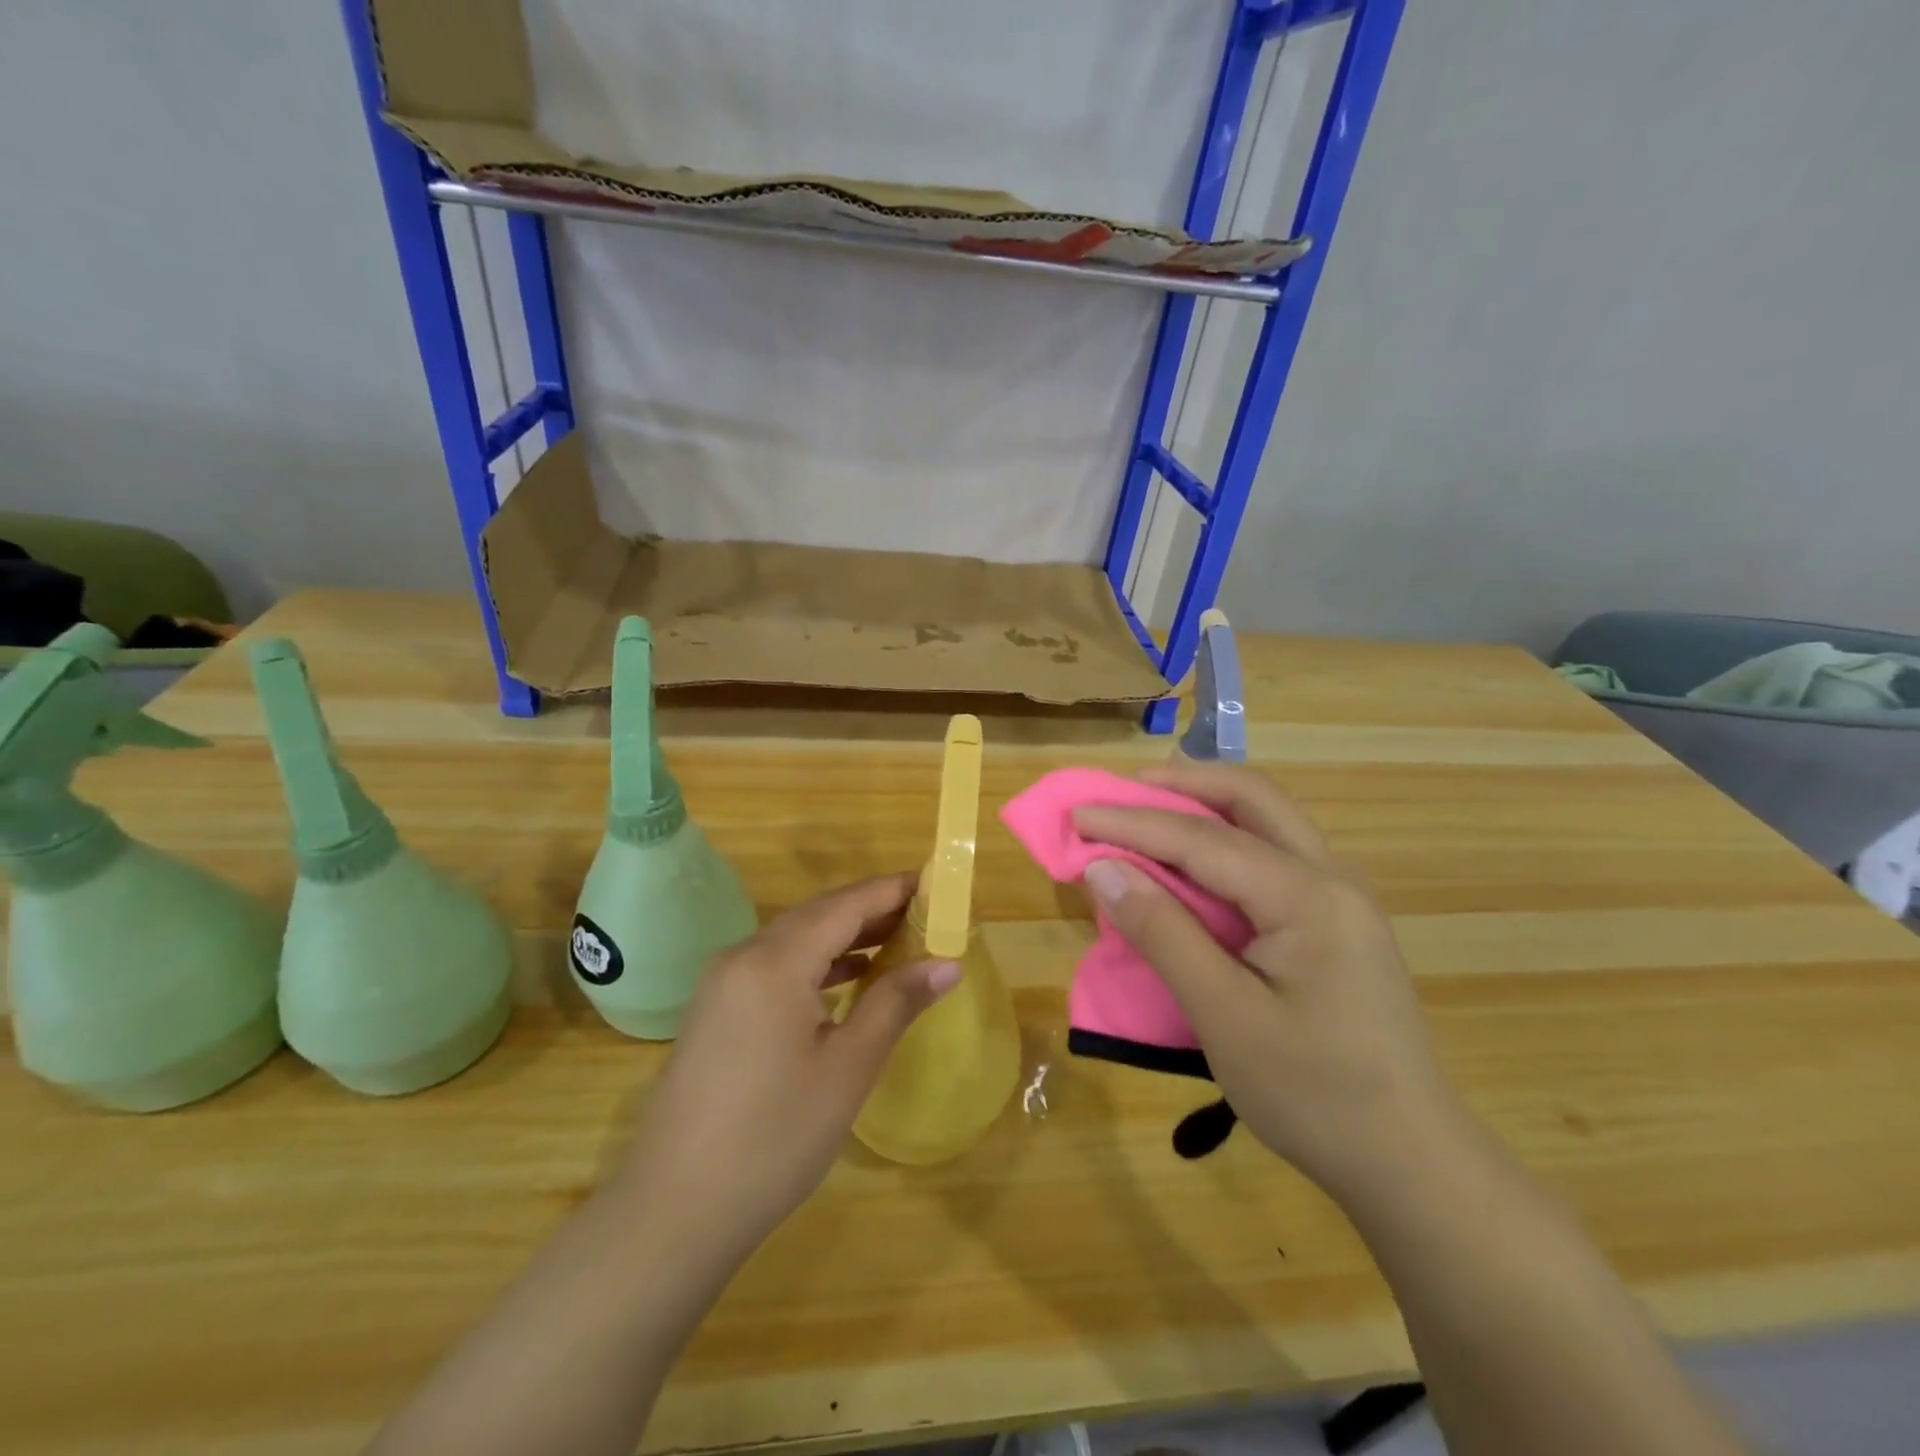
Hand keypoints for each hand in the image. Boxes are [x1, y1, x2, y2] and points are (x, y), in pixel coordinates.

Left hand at [608, 873, 959, 1262]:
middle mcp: (742, 956)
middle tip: (926, 915)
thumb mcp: (848, 1068)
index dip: (892, 889)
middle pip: (817, 914)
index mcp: (774, 961)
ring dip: (844, 936)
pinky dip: (815, 962)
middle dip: (872, 909)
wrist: (674, 1212)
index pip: (845, 904)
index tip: (935, 883)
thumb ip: (896, 1003)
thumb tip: (948, 963)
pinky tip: (846, 979)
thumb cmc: (774, 1137)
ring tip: (897, 941)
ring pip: (794, 938)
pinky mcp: (715, 1010)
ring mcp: (722, 983)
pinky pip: (774, 965)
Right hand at [1075, 763, 1465, 1208]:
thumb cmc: (1314, 1094)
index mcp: (1309, 897)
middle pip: (1252, 799)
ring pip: (1267, 820)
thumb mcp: (1225, 1017)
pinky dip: (1223, 840)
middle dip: (1183, 784)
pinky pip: (1272, 854)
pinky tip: (1193, 862)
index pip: (1204, 839)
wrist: (1410, 1160)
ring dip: (1205, 806)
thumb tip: (1102, 869)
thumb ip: (1162, 933)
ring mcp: (1340, 897)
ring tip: (1148, 813)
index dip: (1134, 822)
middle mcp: (1332, 878)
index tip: (1078, 813)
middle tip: (1122, 792)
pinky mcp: (1335, 920)